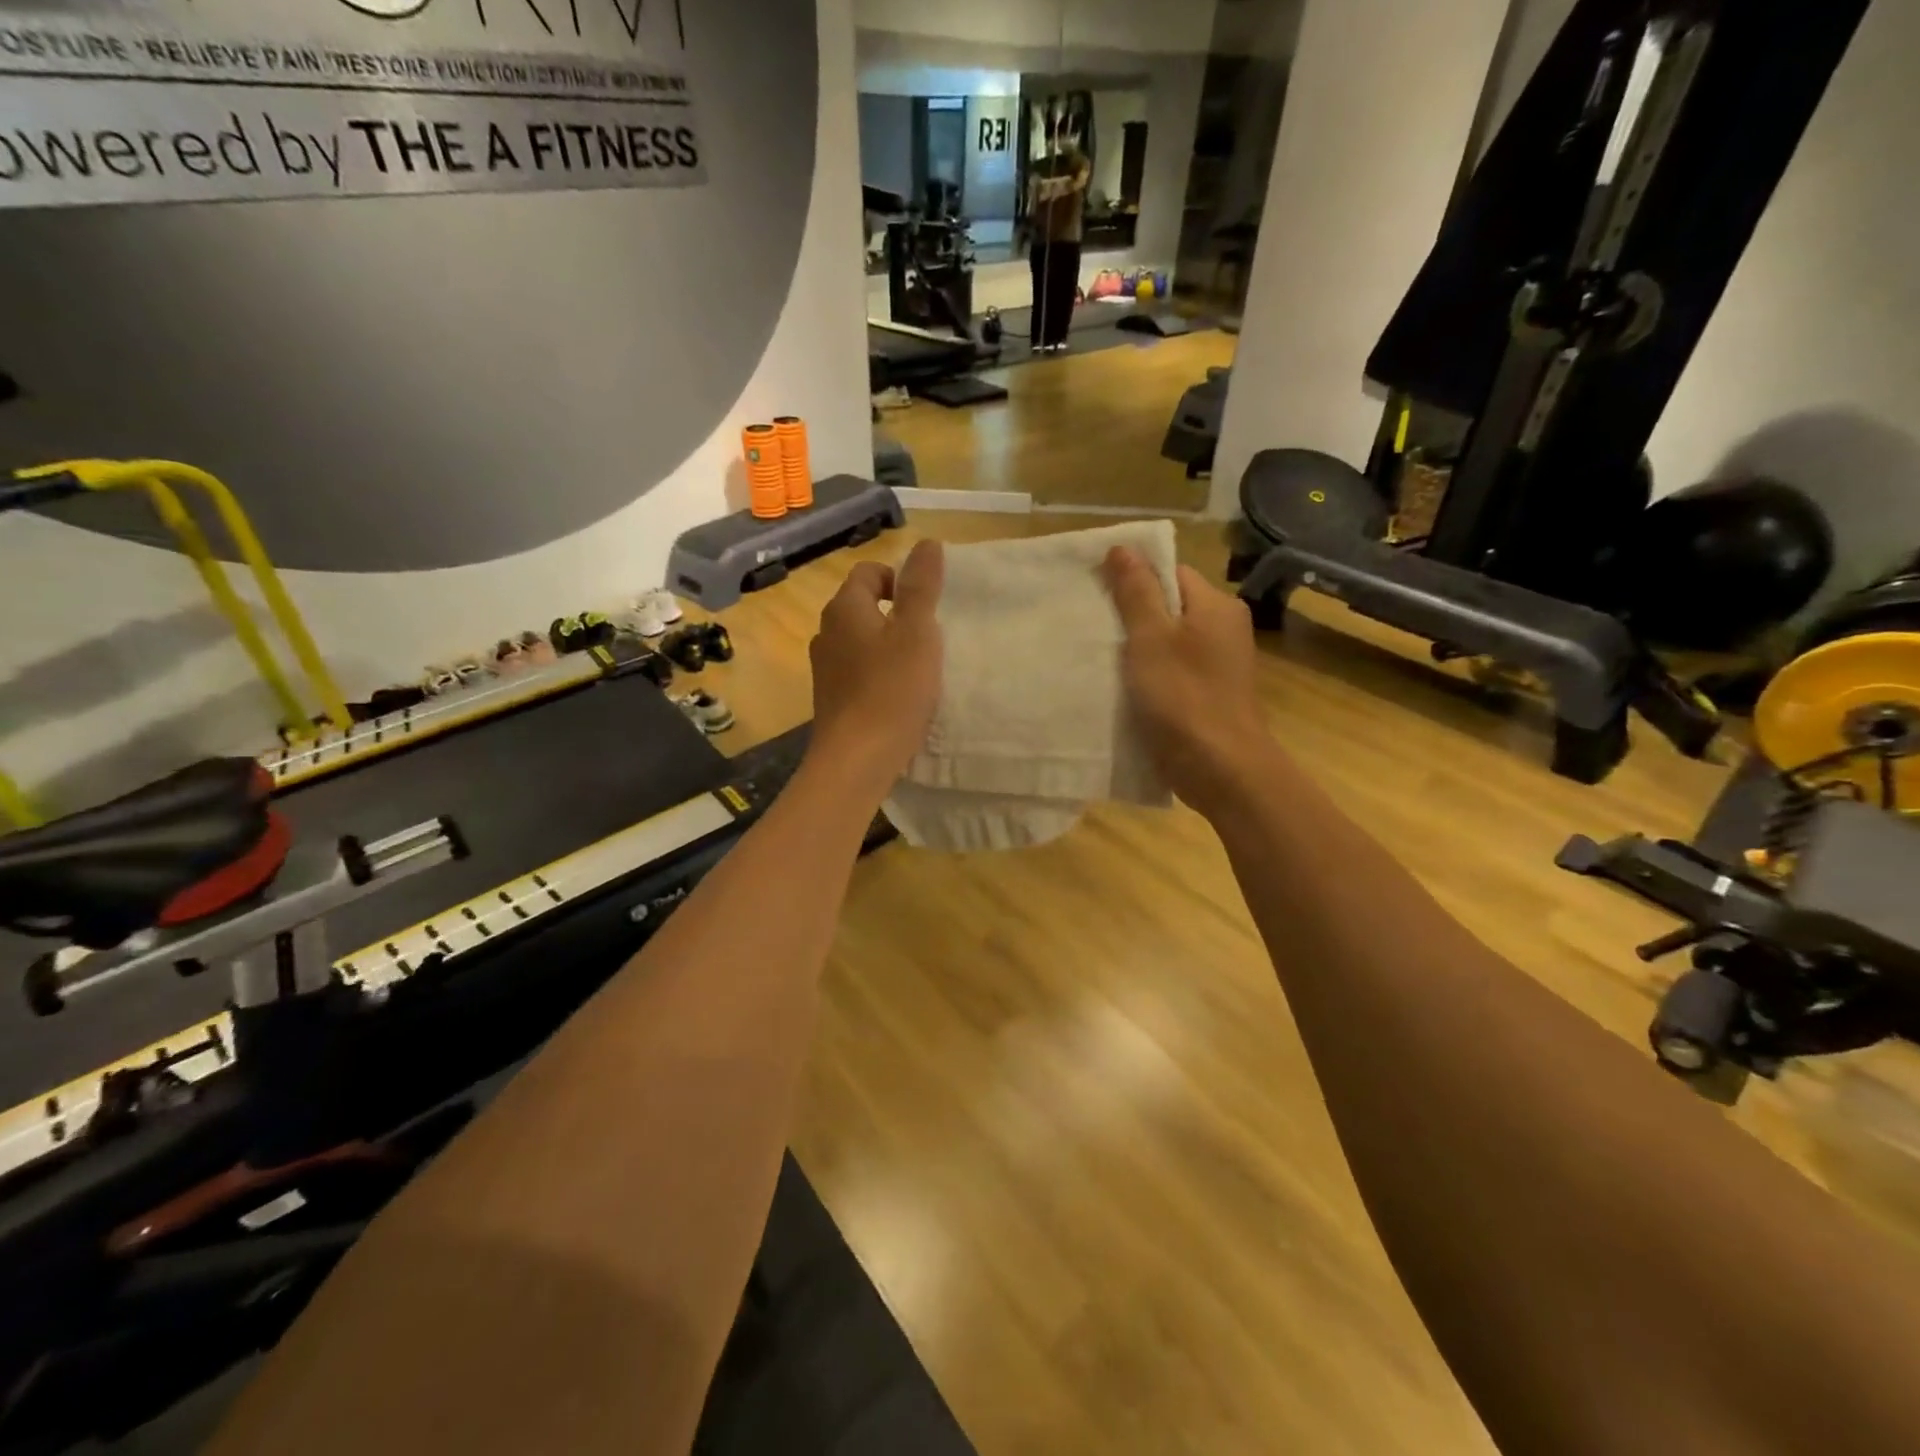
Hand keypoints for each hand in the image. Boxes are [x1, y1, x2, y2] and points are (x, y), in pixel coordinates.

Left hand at [808, 540, 944, 795]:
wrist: (856, 759)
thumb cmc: (892, 690)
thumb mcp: (917, 632)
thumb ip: (922, 586)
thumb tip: (927, 543)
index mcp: (845, 609)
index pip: (868, 573)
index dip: (899, 580)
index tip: (925, 607)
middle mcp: (826, 633)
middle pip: (862, 607)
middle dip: (896, 615)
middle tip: (927, 638)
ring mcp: (824, 668)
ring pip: (860, 642)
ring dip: (887, 647)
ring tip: (916, 670)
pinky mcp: (830, 699)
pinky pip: (857, 672)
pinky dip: (877, 675)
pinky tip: (898, 697)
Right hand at [1103, 546, 1271, 817]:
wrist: (1220, 770)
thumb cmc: (1184, 697)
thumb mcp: (1151, 639)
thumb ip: (1136, 593)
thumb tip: (1123, 546)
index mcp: (1216, 606)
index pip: (1171, 572)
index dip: (1134, 577)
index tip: (1096, 591)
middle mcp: (1223, 629)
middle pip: (1169, 606)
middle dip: (1131, 614)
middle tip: (1090, 623)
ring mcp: (1217, 665)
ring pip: (1168, 642)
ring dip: (1136, 648)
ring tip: (1097, 654)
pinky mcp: (1206, 695)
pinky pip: (1171, 671)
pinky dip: (1147, 675)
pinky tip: (1119, 685)